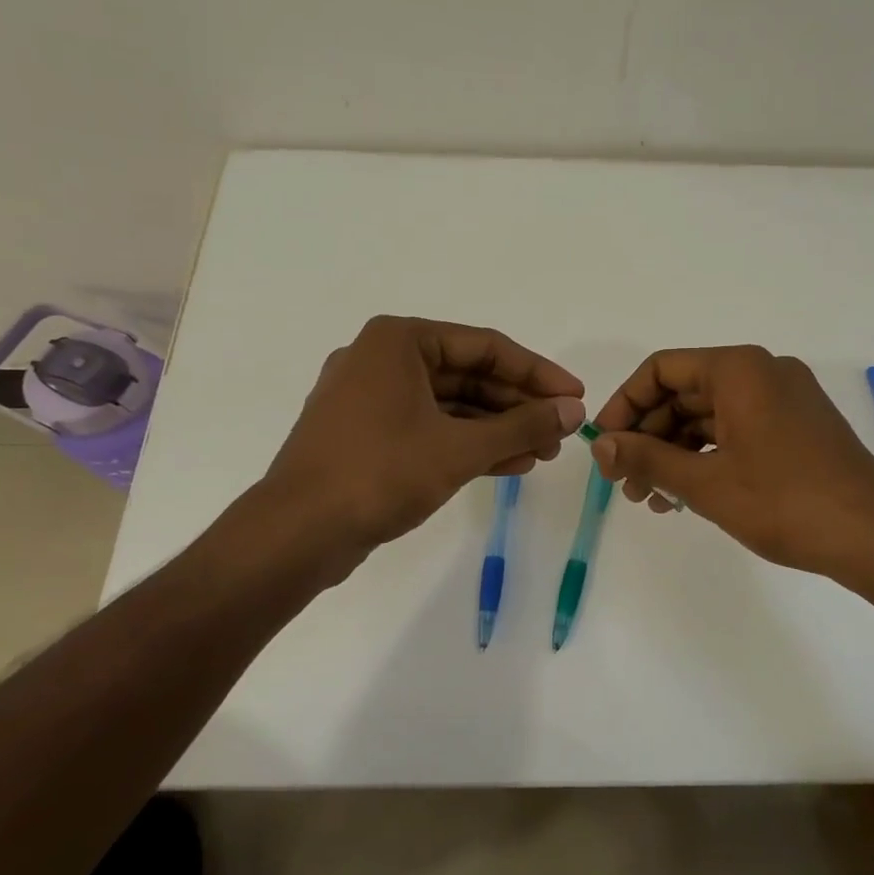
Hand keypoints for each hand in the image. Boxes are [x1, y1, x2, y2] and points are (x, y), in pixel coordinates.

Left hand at [210, 316, 584, 576]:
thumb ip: (522, 425)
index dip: (537, 373)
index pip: (485, 347)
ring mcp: (371, 399)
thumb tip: (574, 411)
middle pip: (468, 375)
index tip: (576, 396)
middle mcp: (382, 359)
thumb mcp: (460, 447)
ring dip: (497, 428)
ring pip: (450, 405)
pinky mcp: (367, 435)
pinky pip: (429, 428)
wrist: (297, 533)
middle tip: (561, 431)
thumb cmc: (380, 473)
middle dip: (518, 405)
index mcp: (399, 341)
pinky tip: (510, 464)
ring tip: (542, 452)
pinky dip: (467, 444)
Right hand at [588, 346, 873, 581]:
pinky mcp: (796, 427)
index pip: (661, 370)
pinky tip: (685, 496)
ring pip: (709, 417)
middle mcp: (762, 372)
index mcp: (739, 369)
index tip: (604, 446)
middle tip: (623, 482)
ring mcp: (783, 400)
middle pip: (684, 393)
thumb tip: (600, 445)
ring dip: (674, 453)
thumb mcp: (705, 483)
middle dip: (648, 437)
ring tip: (650, 499)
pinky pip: (736, 431)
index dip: (624, 405)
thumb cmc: (784, 502)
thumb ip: (647, 458)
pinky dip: (707, 458)